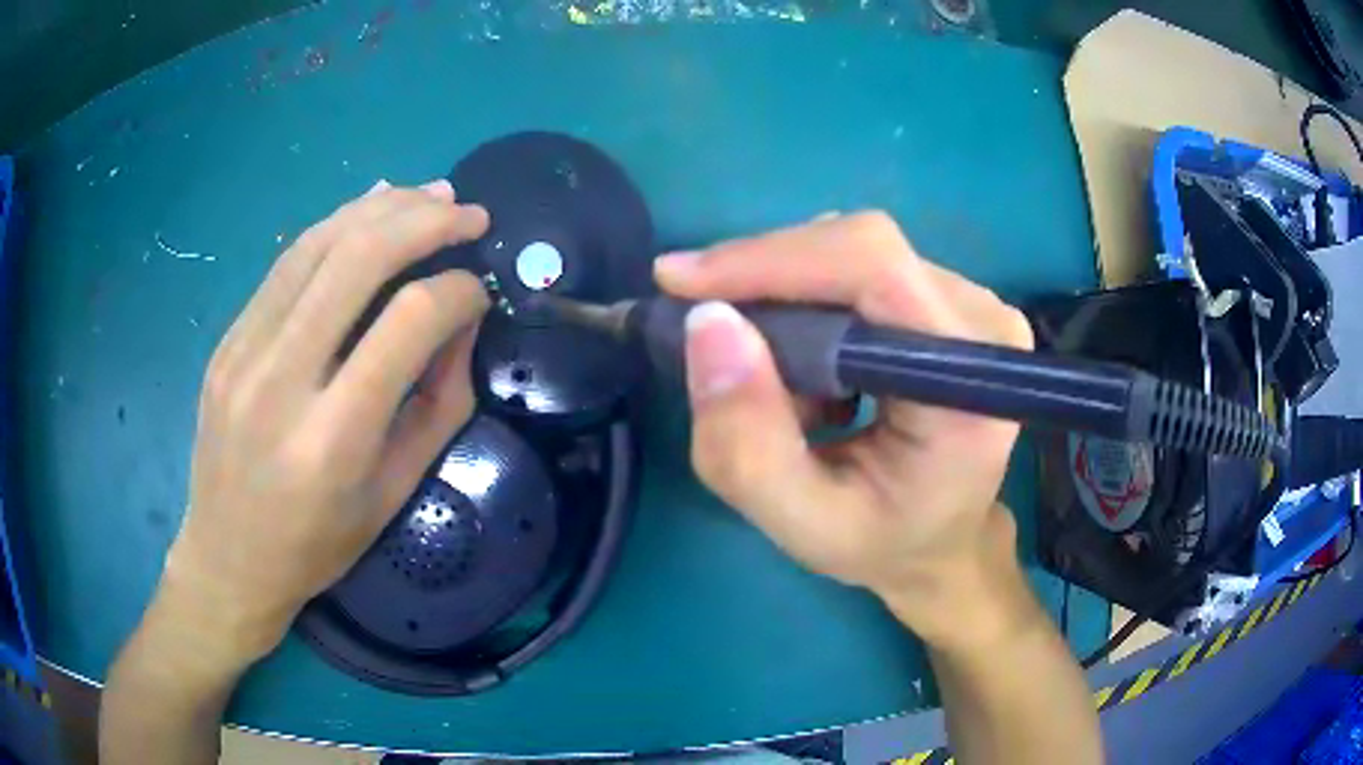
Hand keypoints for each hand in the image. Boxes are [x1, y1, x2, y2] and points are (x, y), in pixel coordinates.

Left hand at [159, 179, 490, 665]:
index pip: (408, 321)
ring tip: (428, 195)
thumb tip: (462, 322)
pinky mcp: (227, 339)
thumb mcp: (395, 492)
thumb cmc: (318, 544)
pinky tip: (369, 209)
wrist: (228, 557)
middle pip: (358, 260)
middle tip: (469, 212)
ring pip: (317, 244)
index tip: (478, 292)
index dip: (457, 292)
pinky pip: (286, 264)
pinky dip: (335, 226)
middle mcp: (281, 380)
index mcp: (333, 437)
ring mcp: (243, 351)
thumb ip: (439, 403)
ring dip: (380, 208)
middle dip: (425, 221)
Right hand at [655, 212, 1034, 645]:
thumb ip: (747, 443)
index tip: (679, 282)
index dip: (772, 259)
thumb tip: (707, 322)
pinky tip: (808, 366)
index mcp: (971, 386)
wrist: (942, 541)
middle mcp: (984, 323)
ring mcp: (974, 304)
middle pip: (859, 251)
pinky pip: (862, 270)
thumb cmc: (884, 544)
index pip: (875, 268)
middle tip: (709, 339)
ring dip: (787, 302)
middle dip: (766, 283)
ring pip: (853, 254)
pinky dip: (811, 305)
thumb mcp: (802, 523)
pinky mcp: (952, 298)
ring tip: (773, 378)